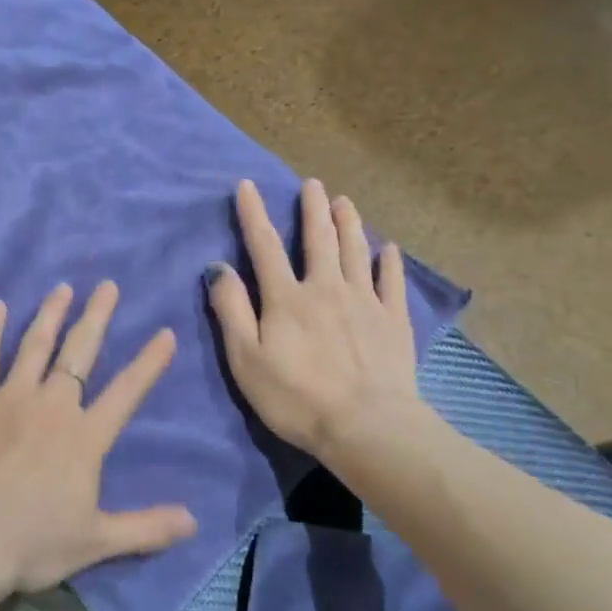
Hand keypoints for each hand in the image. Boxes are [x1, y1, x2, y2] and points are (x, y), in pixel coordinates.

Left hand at [0, 282, 197, 592]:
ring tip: (62, 288)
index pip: (126, 393)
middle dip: (96, 317)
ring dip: (50, 315)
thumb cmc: (30, 541)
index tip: (165, 332)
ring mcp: (9, 398)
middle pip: (79, 353)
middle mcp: (51, 406)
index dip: (148, 363)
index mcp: (84, 437)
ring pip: (34, 346)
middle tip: (106, 285)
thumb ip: (146, 528)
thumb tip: (194, 521)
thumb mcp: (96, 542)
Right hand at [207, 178, 425, 458]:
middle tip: (312, 184)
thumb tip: (218, 267)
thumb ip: (231, 310)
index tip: (247, 186)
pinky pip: (391, 282)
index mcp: (287, 298)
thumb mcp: (246, 358)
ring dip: (349, 223)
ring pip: (356, 252)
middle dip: (312, 208)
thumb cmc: (296, 397)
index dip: (253, 214)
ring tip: (345, 201)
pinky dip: (389, 262)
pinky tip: (388, 249)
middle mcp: (326, 288)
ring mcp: (365, 302)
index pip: (264, 246)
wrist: (366, 426)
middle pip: (319, 239)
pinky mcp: (393, 321)